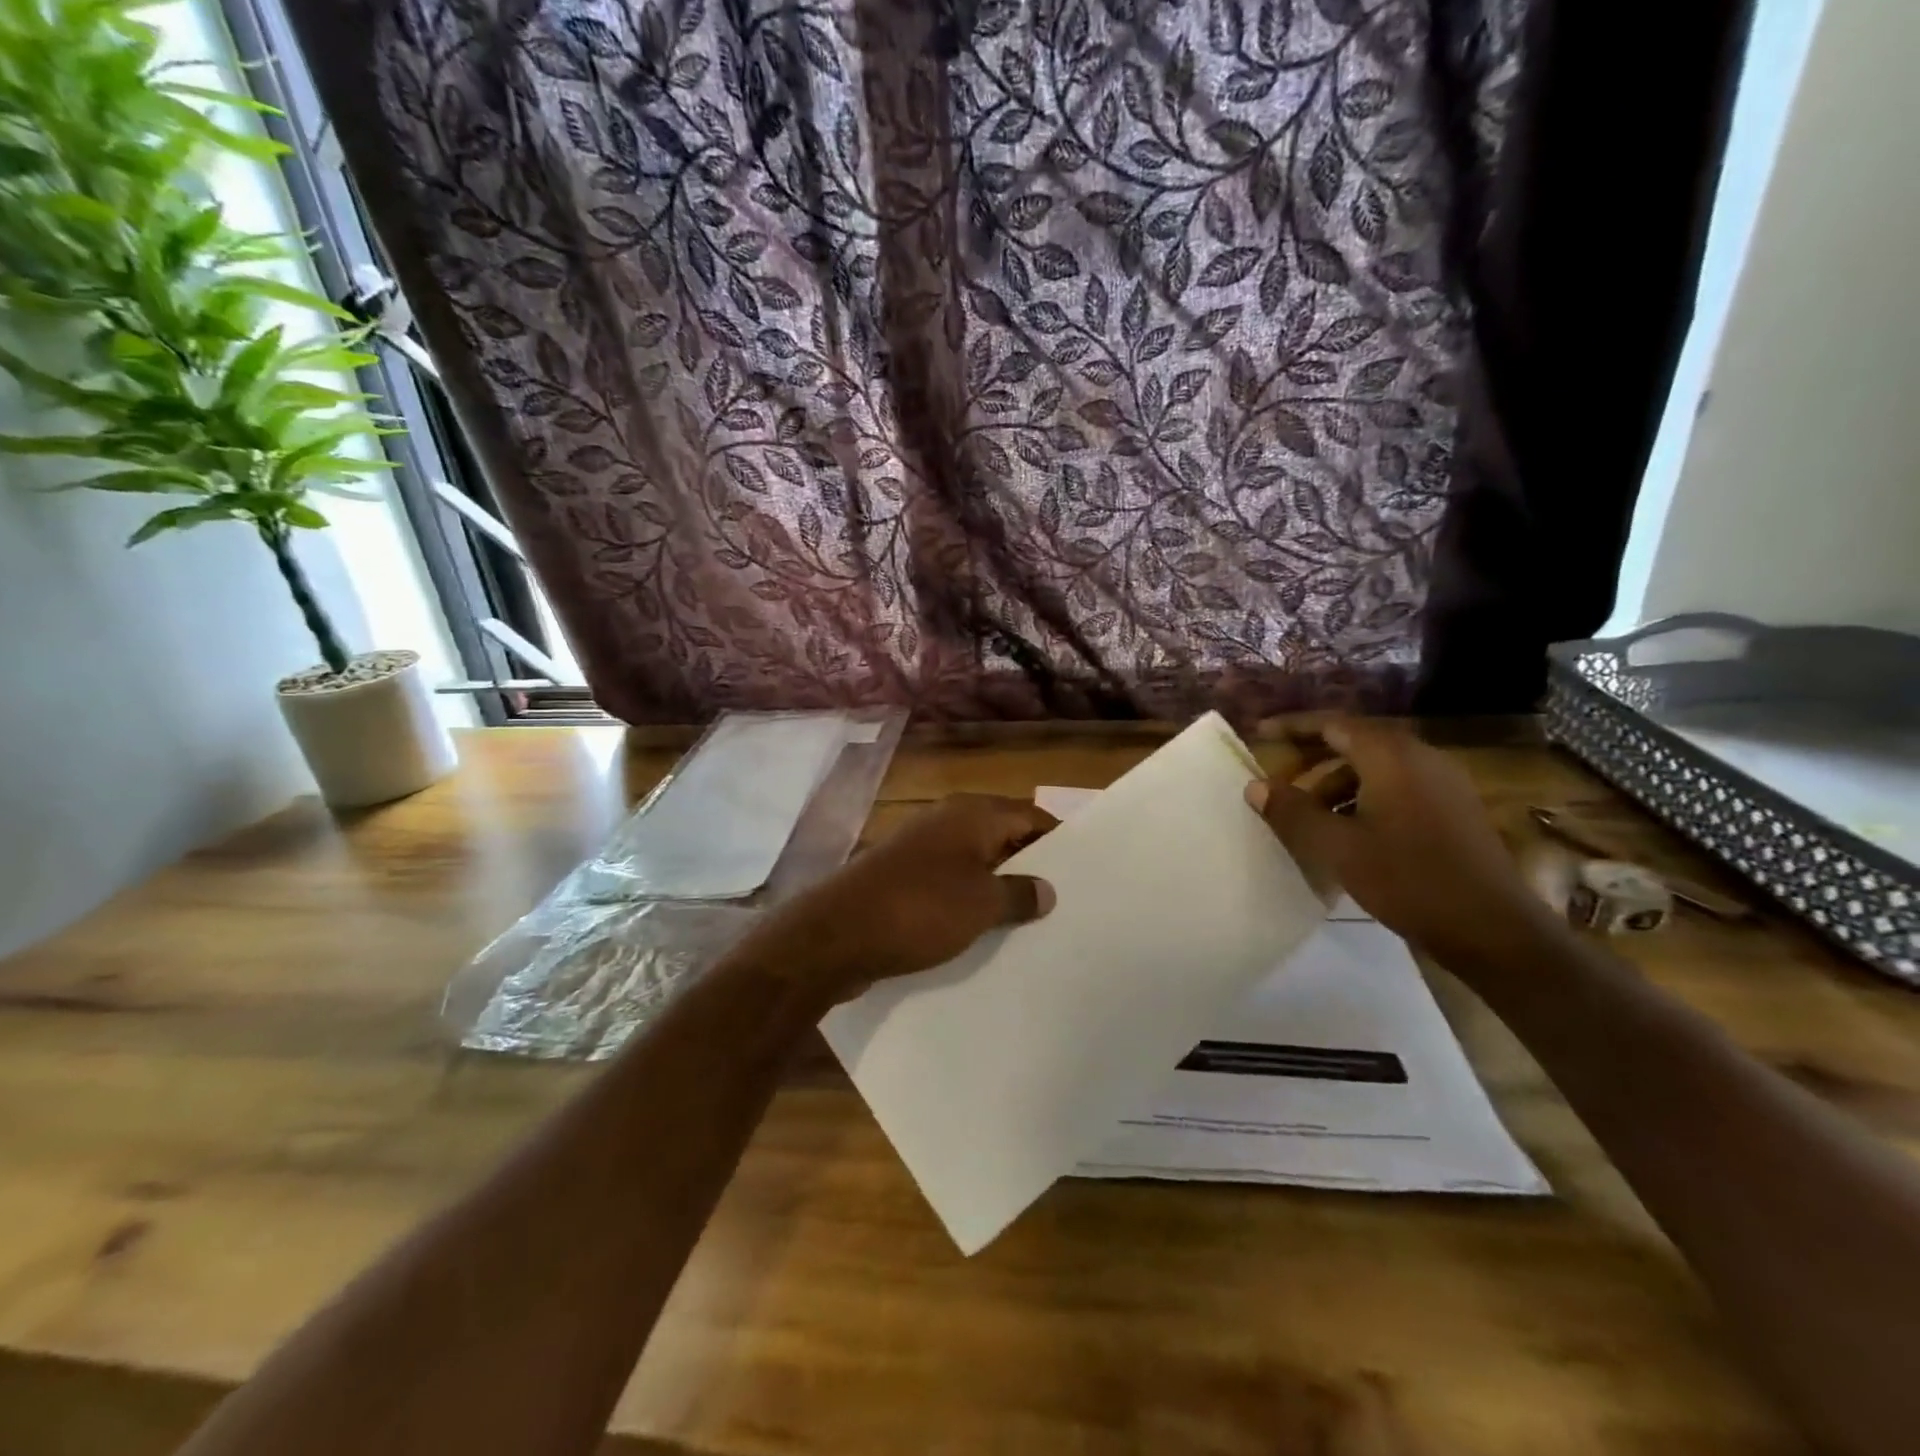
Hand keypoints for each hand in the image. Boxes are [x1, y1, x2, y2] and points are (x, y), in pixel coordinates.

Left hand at [735, 793, 1057, 1004]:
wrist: (837, 934)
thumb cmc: (920, 909)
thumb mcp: (982, 905)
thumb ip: (1020, 894)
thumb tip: (1047, 890)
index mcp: (971, 814)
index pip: (1029, 816)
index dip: (1057, 840)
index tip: (1082, 872)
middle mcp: (946, 821)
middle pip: (1002, 836)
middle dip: (1030, 866)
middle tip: (1062, 901)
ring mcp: (920, 849)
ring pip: (974, 863)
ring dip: (999, 887)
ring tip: (1031, 922)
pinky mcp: (902, 878)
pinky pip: (949, 883)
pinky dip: (969, 901)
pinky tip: (985, 931)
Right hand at [1246, 718, 1555, 965]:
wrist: (1493, 929)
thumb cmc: (1407, 879)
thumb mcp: (1337, 847)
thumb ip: (1292, 811)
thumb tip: (1256, 786)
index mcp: (1391, 756)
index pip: (1332, 723)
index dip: (1292, 726)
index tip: (1259, 734)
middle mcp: (1420, 757)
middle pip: (1354, 743)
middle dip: (1311, 758)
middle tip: (1277, 781)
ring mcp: (1442, 783)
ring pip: (1375, 769)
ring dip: (1335, 784)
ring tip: (1307, 816)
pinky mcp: (1452, 810)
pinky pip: (1396, 788)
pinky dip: (1362, 799)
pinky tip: (1346, 833)